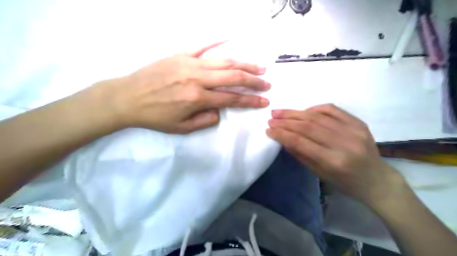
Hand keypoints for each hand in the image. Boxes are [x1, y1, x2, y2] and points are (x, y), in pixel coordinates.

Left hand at [95, 42, 268, 133]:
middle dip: (253, 80)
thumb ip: (205, 120)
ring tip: (259, 67)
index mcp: (198, 98)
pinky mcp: (180, 55)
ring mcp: (189, 63)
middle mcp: (197, 78)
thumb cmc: (155, 116)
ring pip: (224, 61)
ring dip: (244, 64)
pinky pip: (202, 45)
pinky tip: (230, 38)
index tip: (264, 101)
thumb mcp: (182, 128)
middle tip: (267, 83)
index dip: (251, 100)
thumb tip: (220, 109)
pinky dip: (217, 41)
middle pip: (233, 76)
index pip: (232, 98)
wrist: (127, 98)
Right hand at [269, 103, 406, 205]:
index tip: (269, 129)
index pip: (301, 142)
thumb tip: (283, 138)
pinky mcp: (359, 122)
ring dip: (296, 113)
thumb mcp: (319, 173)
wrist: (376, 180)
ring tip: (280, 112)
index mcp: (334, 161)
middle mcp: (344, 143)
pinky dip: (314, 108)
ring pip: (318, 116)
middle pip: (308, 126)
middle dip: (286, 121)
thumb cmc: (345, 182)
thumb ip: (300, 154)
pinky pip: (332, 109)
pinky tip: (303, 111)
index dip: (282, 134)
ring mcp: (354, 130)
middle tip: (271, 118)